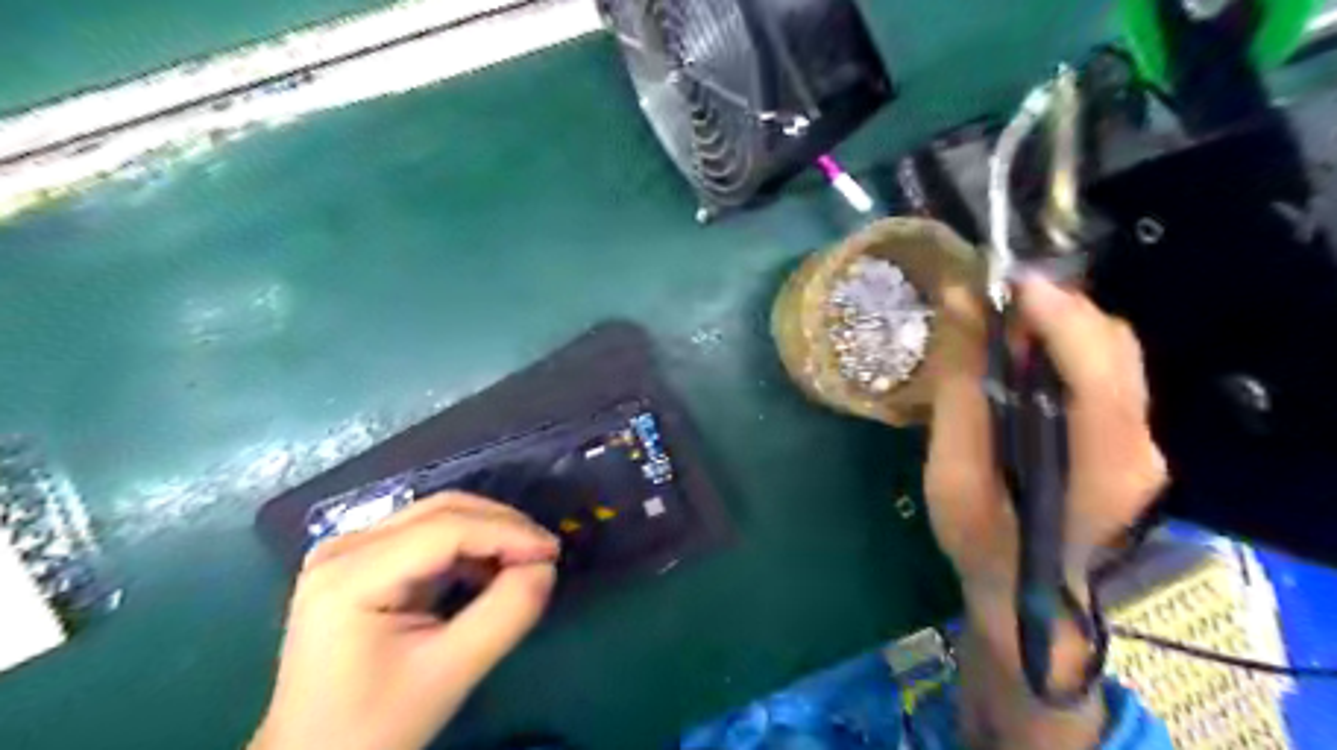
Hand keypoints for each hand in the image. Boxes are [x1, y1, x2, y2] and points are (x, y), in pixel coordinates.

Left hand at [250, 492, 558, 749]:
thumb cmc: (375, 725)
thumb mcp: (450, 673)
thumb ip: (506, 613)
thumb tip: (544, 567)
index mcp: (351, 575)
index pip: (445, 529)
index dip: (507, 533)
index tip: (553, 552)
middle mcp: (344, 547)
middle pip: (441, 510)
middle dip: (501, 525)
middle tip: (545, 553)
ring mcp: (348, 550)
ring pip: (437, 516)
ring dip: (488, 532)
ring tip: (524, 561)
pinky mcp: (360, 561)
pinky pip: (426, 534)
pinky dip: (468, 545)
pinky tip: (491, 568)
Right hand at [926, 279, 1167, 606]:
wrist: (1027, 596)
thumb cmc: (982, 542)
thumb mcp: (952, 476)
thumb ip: (960, 393)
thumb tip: (960, 308)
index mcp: (1101, 466)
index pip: (1098, 371)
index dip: (1057, 317)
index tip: (1005, 282)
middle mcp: (1141, 445)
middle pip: (1113, 347)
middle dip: (1054, 308)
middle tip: (991, 297)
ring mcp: (1142, 440)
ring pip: (1113, 351)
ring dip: (1058, 321)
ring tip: (1001, 318)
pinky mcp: (1127, 436)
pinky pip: (1104, 368)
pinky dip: (1063, 344)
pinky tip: (1022, 351)